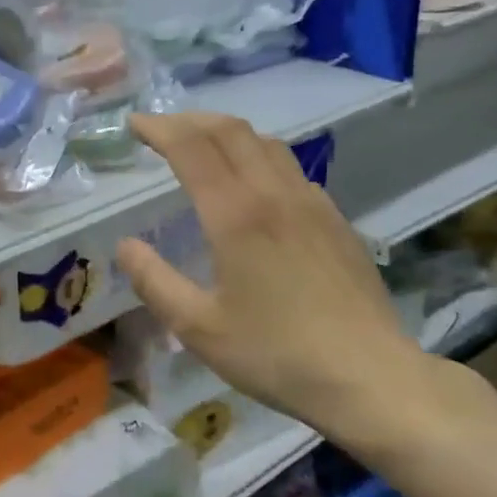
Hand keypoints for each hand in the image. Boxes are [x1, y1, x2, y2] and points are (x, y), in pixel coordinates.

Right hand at [115, 113, 458, 461]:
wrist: (370, 377)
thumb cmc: (276, 354)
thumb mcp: (198, 327)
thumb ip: (154, 281)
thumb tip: (125, 246)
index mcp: (236, 214)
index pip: (191, 147)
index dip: (159, 128)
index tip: (134, 124)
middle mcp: (274, 194)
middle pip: (230, 131)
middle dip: (190, 120)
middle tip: (161, 129)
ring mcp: (312, 203)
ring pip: (266, 143)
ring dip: (227, 133)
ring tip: (203, 146)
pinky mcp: (336, 220)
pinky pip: (290, 169)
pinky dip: (259, 157)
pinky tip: (254, 186)